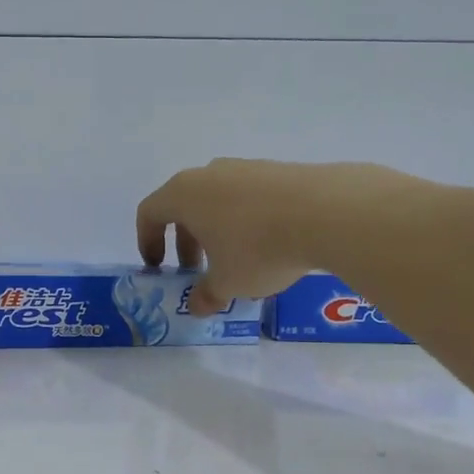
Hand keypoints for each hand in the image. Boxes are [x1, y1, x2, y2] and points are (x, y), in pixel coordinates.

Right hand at [135, 159, 327, 315]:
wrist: (327, 212)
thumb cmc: (258, 249)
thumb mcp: (228, 283)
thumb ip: (206, 294)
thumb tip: (197, 305)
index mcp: (184, 194)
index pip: (150, 212)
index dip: (147, 241)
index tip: (158, 267)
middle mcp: (209, 174)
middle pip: (184, 205)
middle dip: (185, 240)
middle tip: (197, 270)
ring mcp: (245, 168)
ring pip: (218, 200)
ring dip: (217, 230)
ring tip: (236, 260)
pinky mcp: (277, 170)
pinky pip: (249, 197)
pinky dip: (246, 220)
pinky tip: (269, 244)